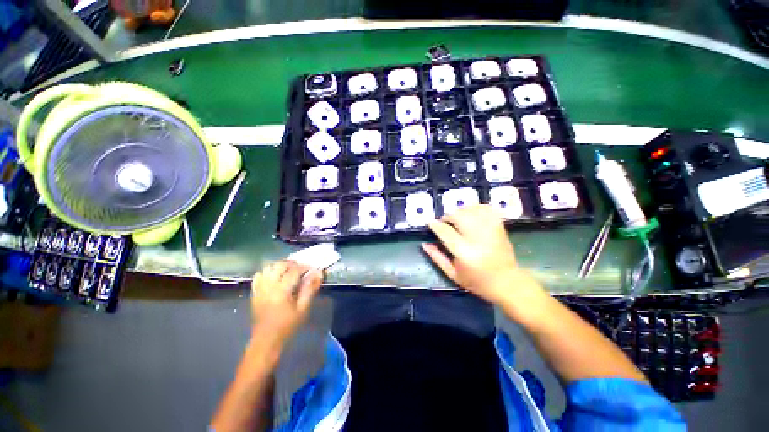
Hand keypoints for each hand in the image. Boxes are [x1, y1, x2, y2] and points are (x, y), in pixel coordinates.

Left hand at [250, 261, 323, 344]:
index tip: (313, 268)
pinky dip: (268, 272)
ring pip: (268, 268)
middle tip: (301, 268)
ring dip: (280, 266)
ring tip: (289, 270)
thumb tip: (318, 273)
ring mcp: (259, 288)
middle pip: (279, 265)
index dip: (305, 267)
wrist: (266, 340)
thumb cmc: (287, 326)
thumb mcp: (303, 309)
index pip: (294, 271)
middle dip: (292, 263)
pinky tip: (275, 276)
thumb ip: (310, 289)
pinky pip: (259, 275)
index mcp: (281, 290)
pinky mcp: (254, 292)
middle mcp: (268, 286)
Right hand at [422, 205, 543, 306]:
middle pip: (459, 216)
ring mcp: (491, 231)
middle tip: (445, 222)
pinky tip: (471, 213)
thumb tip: (425, 244)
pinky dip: (476, 208)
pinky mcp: (499, 227)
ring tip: (457, 219)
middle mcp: (478, 239)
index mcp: (465, 253)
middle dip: (448, 216)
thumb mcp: (453, 274)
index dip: (436, 225)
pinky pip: (487, 209)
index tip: (430, 223)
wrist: (508, 283)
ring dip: (460, 211)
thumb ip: (437, 257)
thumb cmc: (477, 282)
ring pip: (472, 210)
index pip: (446, 232)